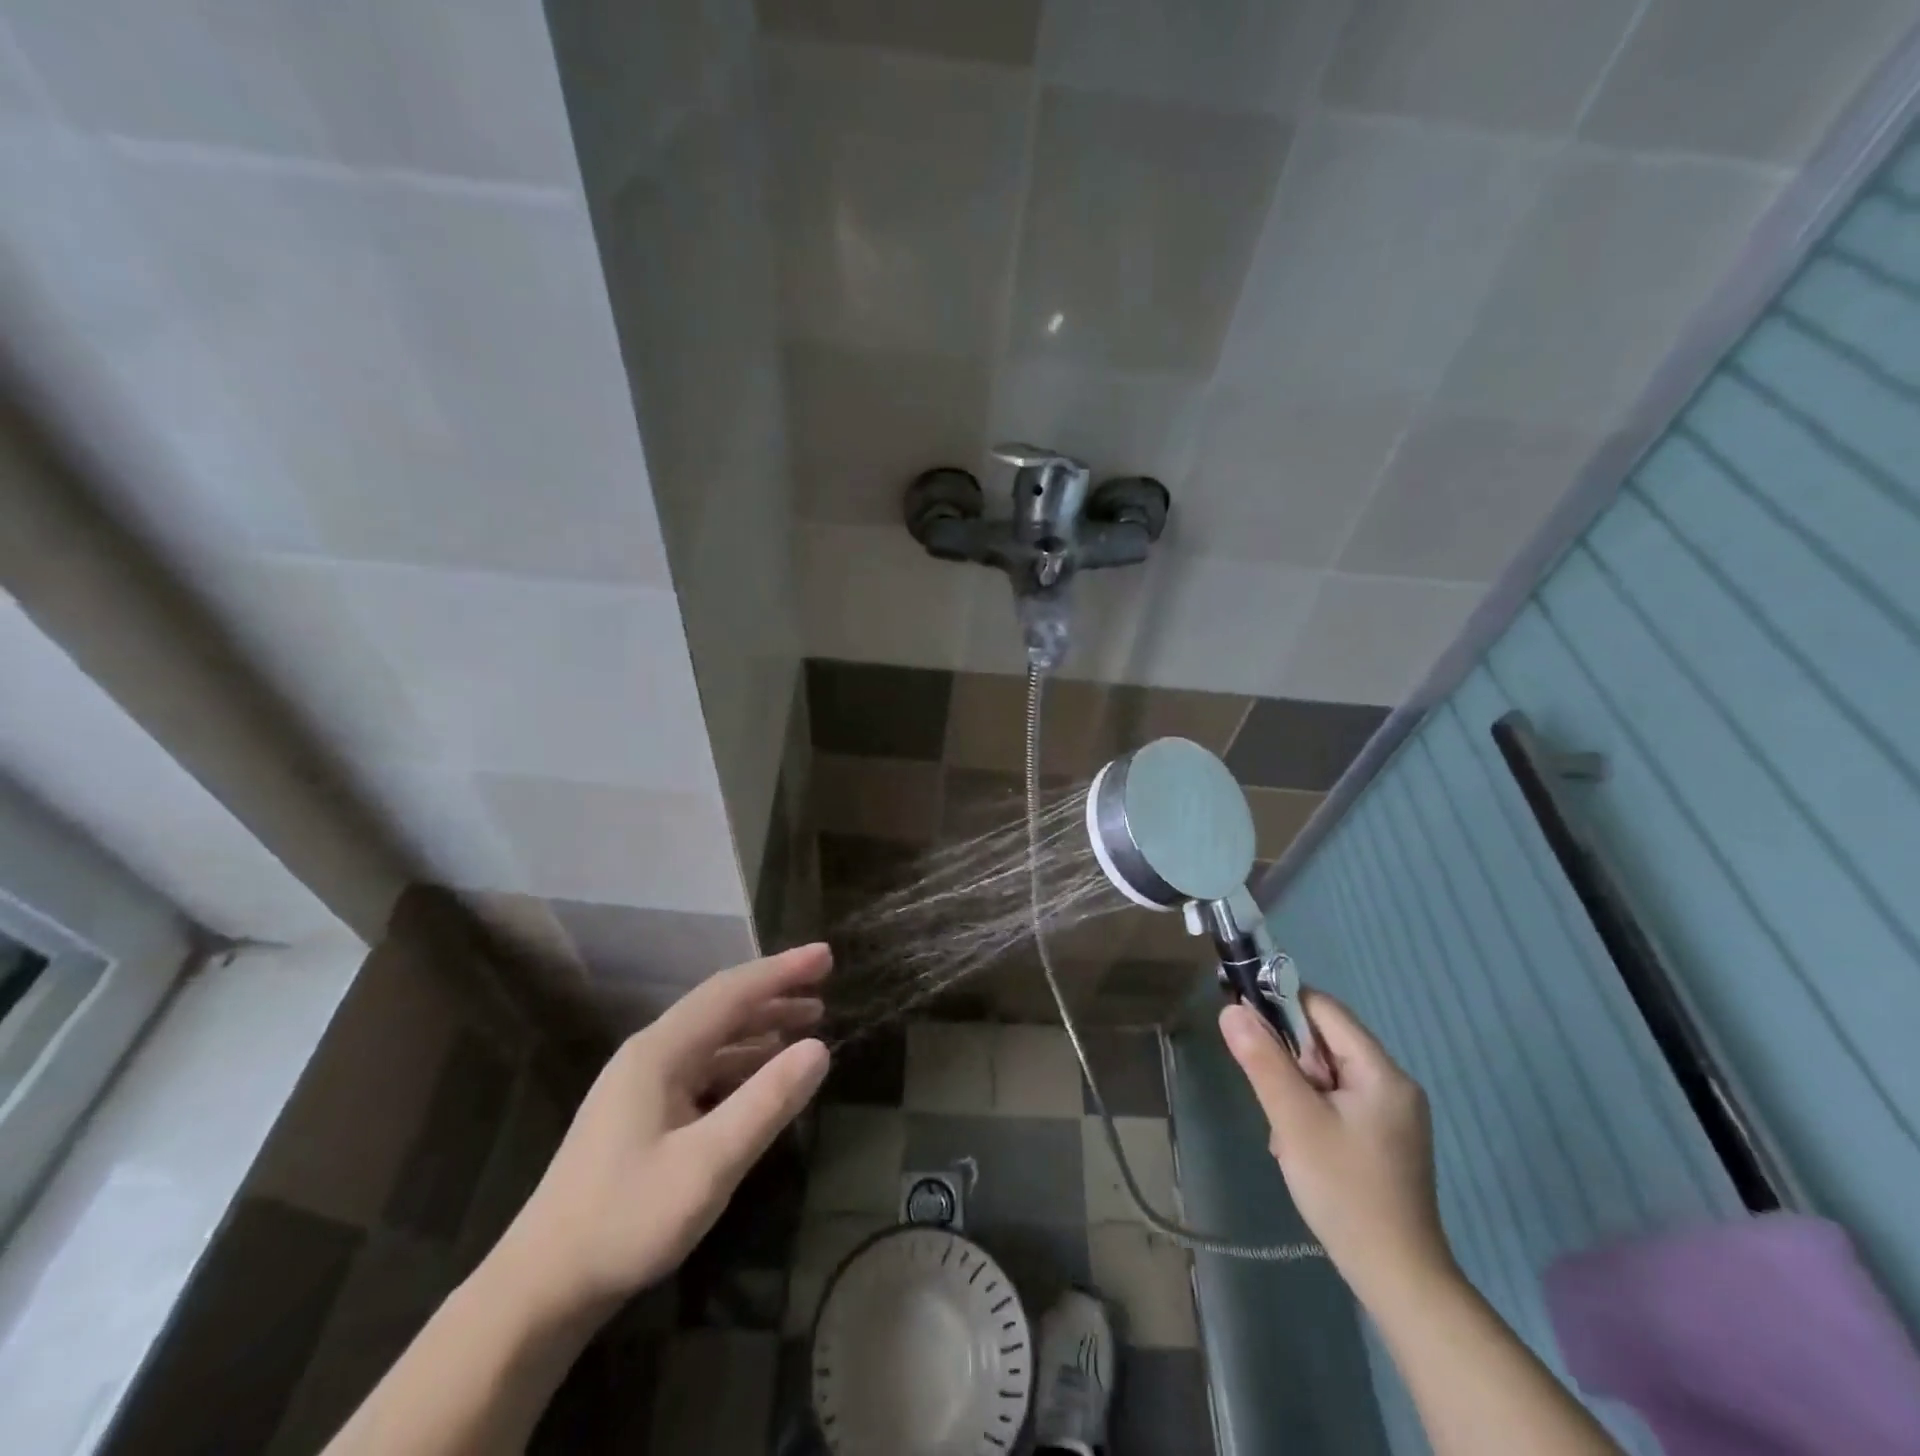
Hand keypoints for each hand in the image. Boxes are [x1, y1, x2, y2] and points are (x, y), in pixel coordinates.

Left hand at [495, 944, 831, 1314]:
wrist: (540, 1289)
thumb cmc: (626, 1220)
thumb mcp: (708, 1165)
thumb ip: (766, 1103)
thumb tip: (820, 1049)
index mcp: (660, 1052)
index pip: (732, 992)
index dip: (782, 970)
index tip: (826, 956)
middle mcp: (650, 1054)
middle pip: (722, 1007)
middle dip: (775, 991)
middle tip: (825, 984)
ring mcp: (642, 1084)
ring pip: (713, 1036)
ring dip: (761, 1025)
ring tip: (808, 1021)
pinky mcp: (641, 1113)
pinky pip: (703, 1067)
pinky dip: (741, 1058)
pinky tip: (763, 1072)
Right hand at [1220, 990, 1452, 1311]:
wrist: (1398, 1280)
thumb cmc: (1345, 1192)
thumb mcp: (1294, 1121)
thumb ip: (1263, 1061)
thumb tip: (1231, 1009)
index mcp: (1381, 1072)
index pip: (1323, 1009)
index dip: (1280, 1005)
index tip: (1244, 1024)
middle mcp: (1392, 1084)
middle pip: (1324, 1043)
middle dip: (1287, 1062)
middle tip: (1271, 1100)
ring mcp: (1390, 1114)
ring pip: (1325, 1075)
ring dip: (1295, 1092)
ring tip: (1286, 1135)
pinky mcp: (1383, 1139)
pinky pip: (1335, 1102)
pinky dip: (1310, 1113)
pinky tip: (1301, 1149)